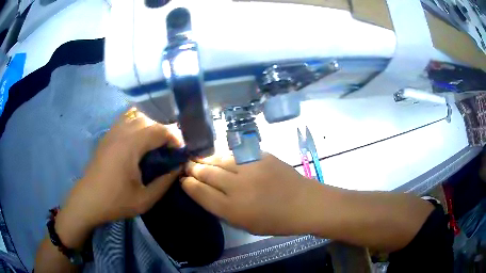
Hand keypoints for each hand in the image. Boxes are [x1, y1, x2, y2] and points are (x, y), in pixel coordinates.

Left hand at [56, 109, 181, 247]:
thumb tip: (178, 167)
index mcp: (130, 146)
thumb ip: (165, 182)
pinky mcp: (107, 136)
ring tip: (154, 144)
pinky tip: (138, 141)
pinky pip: (125, 120)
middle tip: (169, 149)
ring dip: (149, 126)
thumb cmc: (115, 202)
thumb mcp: (145, 199)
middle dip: (163, 131)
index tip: (180, 152)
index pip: (159, 130)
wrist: (88, 201)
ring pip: (136, 116)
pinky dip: (137, 124)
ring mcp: (112, 132)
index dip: (174, 138)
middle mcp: (121, 132)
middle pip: (149, 120)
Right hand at [182, 153, 322, 234]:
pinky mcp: (260, 155)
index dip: (188, 184)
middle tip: (186, 165)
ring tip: (199, 159)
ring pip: (218, 159)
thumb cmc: (275, 221)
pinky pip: (235, 153)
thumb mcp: (245, 224)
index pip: (200, 192)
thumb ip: (222, 209)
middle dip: (192, 168)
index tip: (182, 179)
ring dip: (206, 159)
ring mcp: (250, 168)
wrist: (304, 203)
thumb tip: (204, 192)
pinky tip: (220, 157)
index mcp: (232, 209)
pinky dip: (224, 155)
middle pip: (206, 173)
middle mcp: (237, 187)